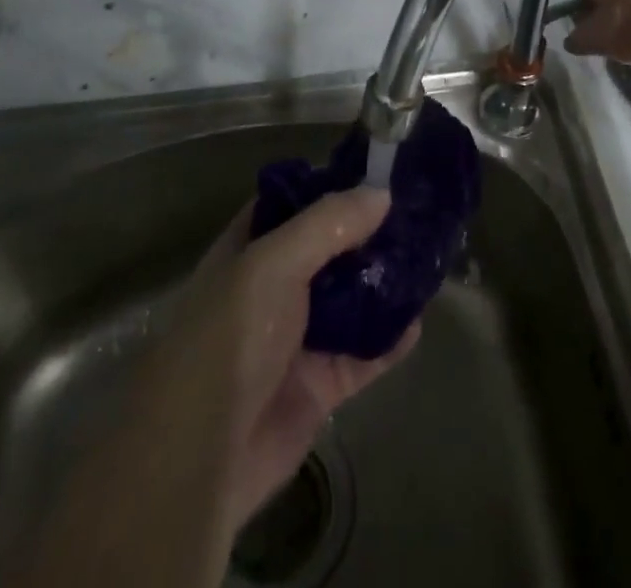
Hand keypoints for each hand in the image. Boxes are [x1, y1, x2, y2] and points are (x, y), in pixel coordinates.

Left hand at [146, 189, 419, 533]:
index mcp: (250, 250)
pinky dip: (391, 338)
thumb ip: (329, 224)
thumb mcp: (273, 262)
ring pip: (352, 299)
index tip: (378, 172)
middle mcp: (274, 288)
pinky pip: (364, 353)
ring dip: (385, 282)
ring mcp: (297, 338)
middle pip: (330, 249)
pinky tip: (419, 321)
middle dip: (370, 233)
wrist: (202, 458)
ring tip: (428, 258)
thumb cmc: (230, 338)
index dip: (331, 185)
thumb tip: (383, 194)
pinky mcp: (319, 384)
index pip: (293, 203)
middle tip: (418, 212)